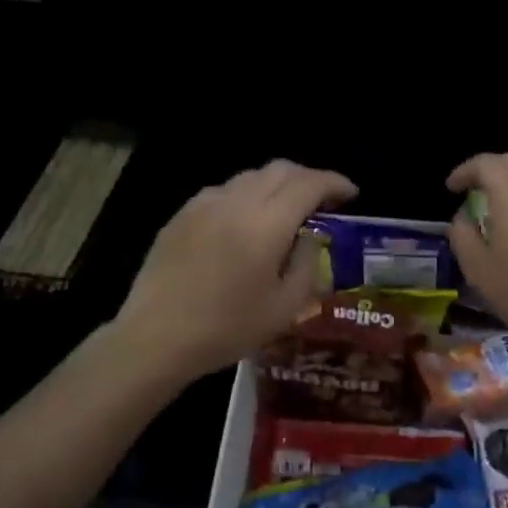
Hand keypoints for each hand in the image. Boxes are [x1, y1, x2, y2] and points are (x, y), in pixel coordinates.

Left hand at [115, 160, 356, 380]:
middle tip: (323, 201)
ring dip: (276, 185)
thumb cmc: (227, 329)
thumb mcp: (284, 308)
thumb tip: (309, 237)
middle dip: (308, 178)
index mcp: (266, 225)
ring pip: (250, 177)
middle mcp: (235, 202)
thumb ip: (305, 264)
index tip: (351, 194)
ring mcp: (204, 204)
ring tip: (286, 210)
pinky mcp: (182, 215)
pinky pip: (223, 191)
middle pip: (280, 169)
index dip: (335, 183)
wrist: (156, 338)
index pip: (309, 184)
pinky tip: (246, 222)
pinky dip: (247, 196)